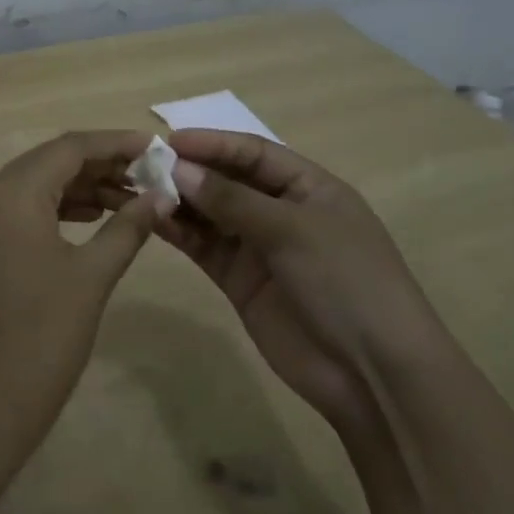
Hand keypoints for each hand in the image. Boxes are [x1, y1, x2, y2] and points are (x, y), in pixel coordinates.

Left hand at [0, 131, 169, 459]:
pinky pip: (20, 211)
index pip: (69, 147)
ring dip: (80, 187)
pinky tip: (92, 219)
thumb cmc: (41, 340)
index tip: (156, 147)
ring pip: (35, 186)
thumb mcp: (92, 277)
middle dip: (100, 164)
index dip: (115, 143)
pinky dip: (57, 209)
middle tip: (148, 175)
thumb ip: (128, 226)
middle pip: (50, 161)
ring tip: (130, 198)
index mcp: (10, 194)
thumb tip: (161, 195)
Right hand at [153, 130, 430, 432]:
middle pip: (229, 180)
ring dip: (180, 201)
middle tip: (145, 165)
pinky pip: (206, 247)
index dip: (213, 143)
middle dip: (191, 171)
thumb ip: (232, 199)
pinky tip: (154, 221)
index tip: (170, 140)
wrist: (372, 373)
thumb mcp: (292, 230)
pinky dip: (181, 233)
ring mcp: (260, 247)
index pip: (254, 153)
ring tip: (141, 191)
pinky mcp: (241, 281)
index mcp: (309, 187)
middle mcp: (282, 211)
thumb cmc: (345, 280)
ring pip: (212, 213)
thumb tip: (178, 169)